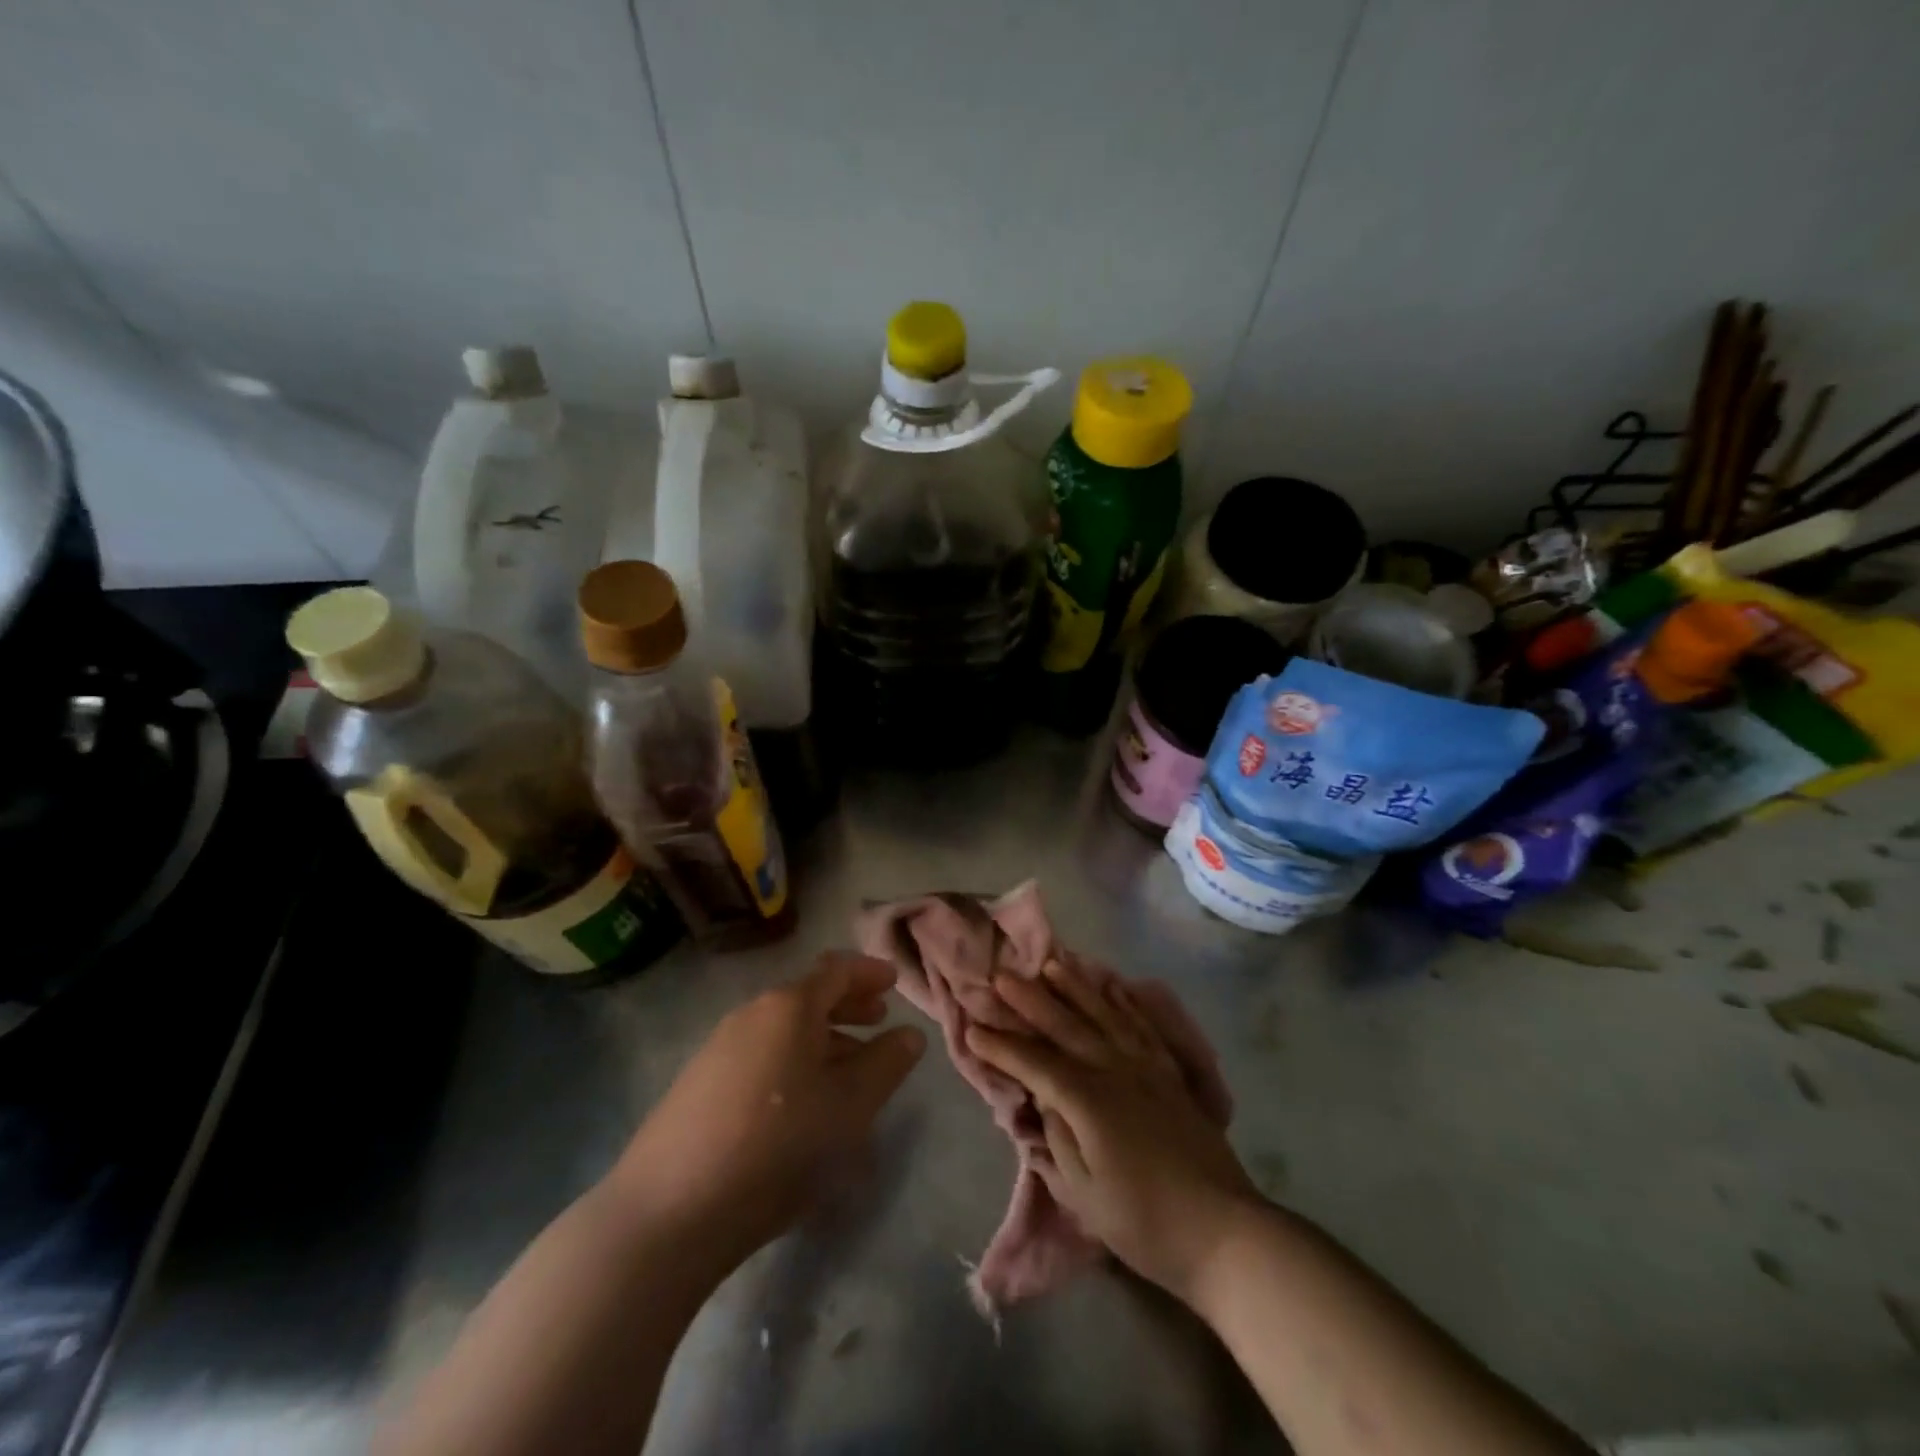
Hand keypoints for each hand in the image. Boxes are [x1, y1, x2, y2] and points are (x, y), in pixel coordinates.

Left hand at [609, 952, 924, 1270]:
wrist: (668, 1211)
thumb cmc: (778, 1145)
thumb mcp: (849, 1106)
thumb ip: (886, 1064)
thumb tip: (909, 1034)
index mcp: (790, 1006)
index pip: (836, 970)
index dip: (868, 972)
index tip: (893, 982)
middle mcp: (752, 1014)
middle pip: (808, 997)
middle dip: (847, 1006)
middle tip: (878, 1021)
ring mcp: (718, 1048)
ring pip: (783, 1030)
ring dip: (821, 1039)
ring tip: (847, 1070)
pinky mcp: (698, 1085)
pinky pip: (760, 1056)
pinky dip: (791, 1062)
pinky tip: (801, 1104)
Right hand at [967, 959, 1258, 1305]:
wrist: (1224, 1231)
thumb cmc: (1145, 1223)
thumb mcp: (1085, 1194)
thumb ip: (1058, 1139)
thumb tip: (1043, 1099)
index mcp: (1088, 1101)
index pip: (1035, 1064)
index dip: (1001, 1047)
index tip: (972, 1030)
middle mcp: (1115, 1070)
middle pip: (1066, 1026)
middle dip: (1030, 1001)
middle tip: (1002, 976)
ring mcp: (1146, 1067)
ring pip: (1104, 1014)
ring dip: (1075, 987)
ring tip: (1052, 964)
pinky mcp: (1169, 1073)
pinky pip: (1142, 1025)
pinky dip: (1124, 1002)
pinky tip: (1113, 987)